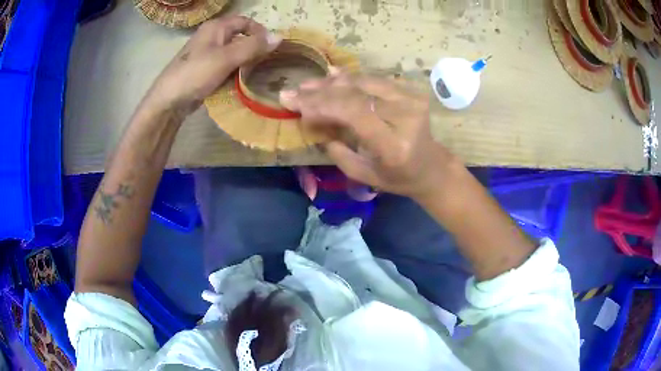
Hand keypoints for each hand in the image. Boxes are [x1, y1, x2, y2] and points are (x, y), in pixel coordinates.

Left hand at [143, 16, 280, 115]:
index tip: (270, 48)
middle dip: (254, 48)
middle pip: (240, 36)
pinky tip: (240, 82)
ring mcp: (207, 53)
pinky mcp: (205, 69)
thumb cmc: (196, 74)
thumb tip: (279, 37)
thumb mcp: (226, 58)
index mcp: (216, 27)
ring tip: (255, 74)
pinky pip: (225, 65)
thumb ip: (253, 46)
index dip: (260, 32)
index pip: (246, 21)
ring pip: (233, 52)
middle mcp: (211, 36)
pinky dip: (234, 71)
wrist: (169, 101)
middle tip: (265, 63)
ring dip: (245, 61)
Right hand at [279, 72, 459, 200]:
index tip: (294, 104)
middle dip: (321, 92)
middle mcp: (406, 117)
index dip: (322, 105)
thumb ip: (337, 150)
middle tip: (294, 92)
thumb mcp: (363, 175)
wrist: (431, 166)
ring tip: (308, 85)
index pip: (354, 113)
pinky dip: (350, 78)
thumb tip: (311, 120)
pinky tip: (331, 75)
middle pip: (356, 94)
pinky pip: (374, 79)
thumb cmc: (397, 177)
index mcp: (394, 145)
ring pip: (363, 82)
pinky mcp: (411, 91)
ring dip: (332, 82)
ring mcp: (412, 100)